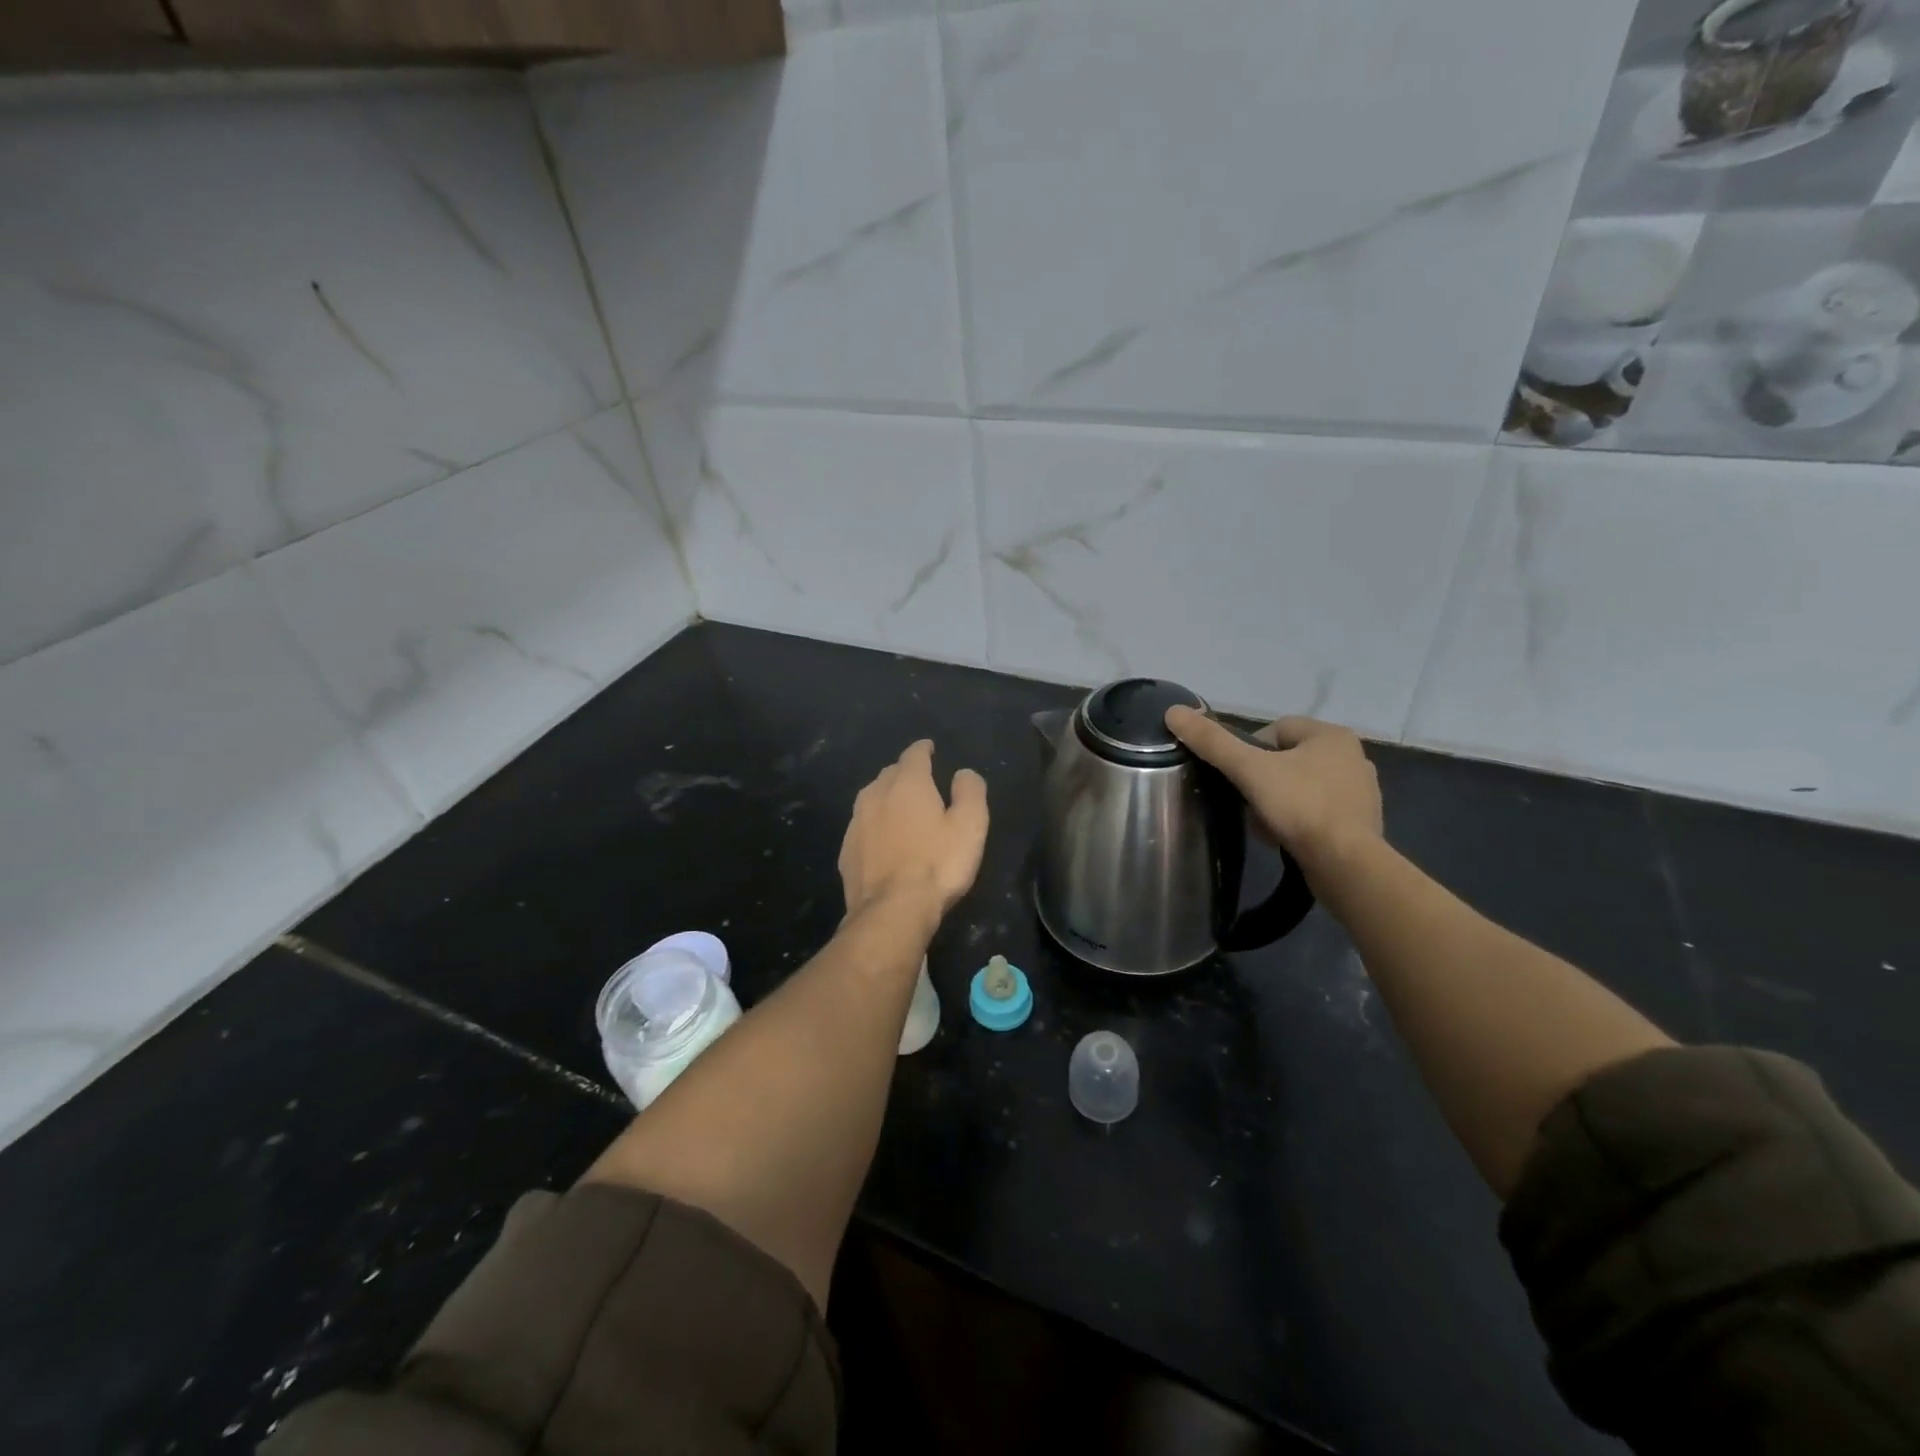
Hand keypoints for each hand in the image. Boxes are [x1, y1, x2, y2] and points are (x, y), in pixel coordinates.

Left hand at [838, 740, 988, 917]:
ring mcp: (856, 823)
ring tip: (900, 807)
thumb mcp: (970, 826)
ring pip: (871, 798)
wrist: (891, 911)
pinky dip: (874, 826)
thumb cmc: (937, 864)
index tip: (930, 748)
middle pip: (890, 774)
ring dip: (886, 798)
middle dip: (904, 773)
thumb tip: (963, 773)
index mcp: (907, 784)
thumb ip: (970, 792)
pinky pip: (862, 827)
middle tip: (920, 782)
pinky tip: (882, 840)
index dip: (924, 749)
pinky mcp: (846, 851)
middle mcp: (876, 795)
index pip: (914, 755)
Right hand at [1165, 708, 1381, 864]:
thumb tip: (1173, 711)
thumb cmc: (1300, 807)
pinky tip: (1285, 838)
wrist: (1346, 864)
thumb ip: (1212, 742)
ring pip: (1301, 787)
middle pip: (1287, 760)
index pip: (1275, 730)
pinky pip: (1317, 812)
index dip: (1249, 751)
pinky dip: (1298, 821)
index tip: (1238, 777)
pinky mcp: (1360, 823)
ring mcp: (1361, 792)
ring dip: (1278, 802)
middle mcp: (1353, 757)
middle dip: (1263, 780)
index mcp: (1332, 736)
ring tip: (1264, 824)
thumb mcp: (1249, 770)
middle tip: (1247, 802)